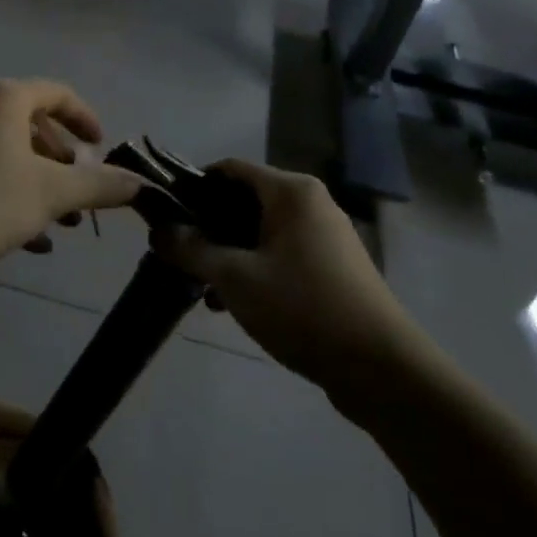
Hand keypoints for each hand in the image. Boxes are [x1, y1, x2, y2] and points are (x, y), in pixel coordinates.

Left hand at [0, 79, 142, 272]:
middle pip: (33, 126)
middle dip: (64, 163)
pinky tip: (30, 238)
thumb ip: (99, 185)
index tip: (102, 148)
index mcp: (3, 98)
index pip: (58, 94)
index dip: (86, 120)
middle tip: (79, 194)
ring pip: (10, 154)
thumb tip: (139, 183)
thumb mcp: (52, 193)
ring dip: (41, 184)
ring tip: (60, 224)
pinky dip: (12, 195)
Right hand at [152, 160, 422, 386]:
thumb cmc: (302, 308)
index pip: (229, 169)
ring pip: (259, 232)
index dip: (192, 187)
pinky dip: (252, 269)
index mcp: (291, 192)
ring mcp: (324, 236)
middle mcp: (310, 203)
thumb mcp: (234, 277)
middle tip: (178, 256)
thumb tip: (157, 230)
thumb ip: (191, 249)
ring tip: (201, 287)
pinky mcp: (330, 267)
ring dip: (226, 254)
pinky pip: (278, 254)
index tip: (164, 217)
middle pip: (243, 200)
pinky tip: (230, 304)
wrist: (379, 367)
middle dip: (207, 227)